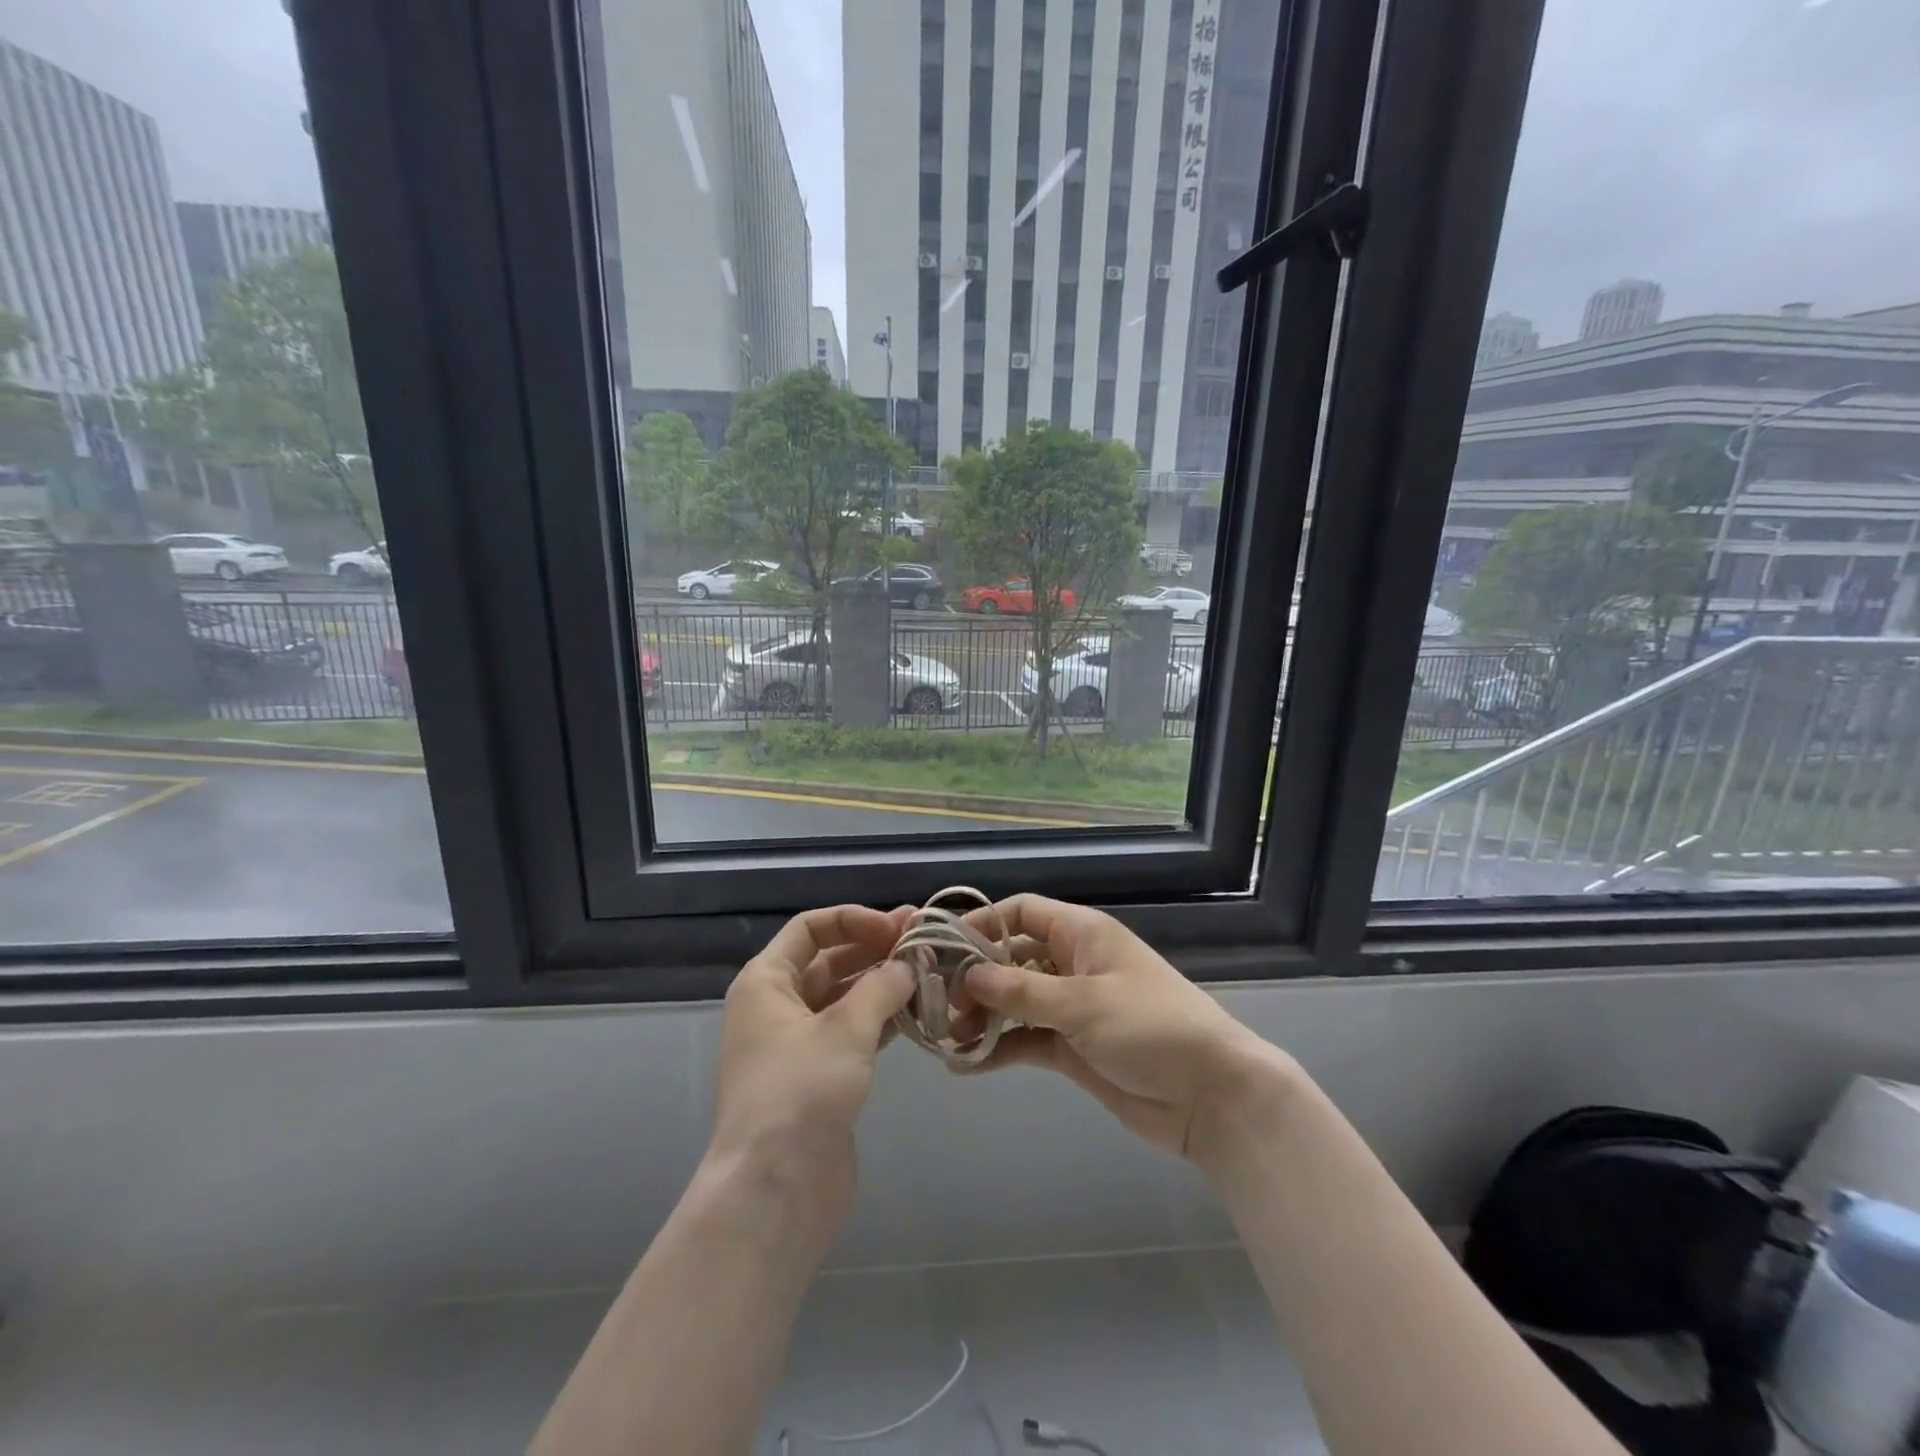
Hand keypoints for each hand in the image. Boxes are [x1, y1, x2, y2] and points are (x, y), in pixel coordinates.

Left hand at [708, 905, 915, 1219]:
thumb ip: (883, 985)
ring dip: (883, 984)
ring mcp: (797, 1044)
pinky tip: (918, 1014)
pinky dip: (882, 1019)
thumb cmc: (801, 1092)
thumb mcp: (846, 1027)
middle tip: (925, 943)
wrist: (775, 1191)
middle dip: (875, 948)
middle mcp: (777, 1006)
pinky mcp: (819, 1077)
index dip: (853, 919)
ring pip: (844, 997)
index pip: (810, 928)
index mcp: (766, 981)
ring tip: (930, 975)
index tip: (897, 928)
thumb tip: (910, 963)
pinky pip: (852, 1032)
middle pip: (829, 960)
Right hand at [959, 895, 1279, 1162]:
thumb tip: (969, 976)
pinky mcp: (1072, 1048)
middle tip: (936, 1002)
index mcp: (1082, 934)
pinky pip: (1026, 1040)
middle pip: (1011, 958)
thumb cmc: (1151, 1028)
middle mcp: (1072, 964)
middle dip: (975, 977)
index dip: (983, 925)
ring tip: (943, 1037)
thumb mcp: (1083, 1003)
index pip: (1022, 913)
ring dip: (981, 1016)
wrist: (1211, 1097)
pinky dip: (999, 1049)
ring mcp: (1071, 1008)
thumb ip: (1022, 990)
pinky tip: (965, 1065)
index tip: (943, 949)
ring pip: (1014, 1002)